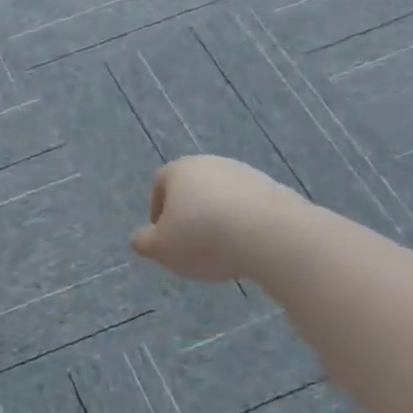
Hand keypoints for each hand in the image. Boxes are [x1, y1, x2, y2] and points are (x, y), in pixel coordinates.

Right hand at [130, 155, 304, 281]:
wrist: (271, 234)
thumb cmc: (203, 237)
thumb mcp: (161, 248)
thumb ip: (144, 243)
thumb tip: (139, 240)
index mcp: (178, 170)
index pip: (160, 184)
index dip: (158, 211)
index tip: (164, 236)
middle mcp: (210, 164)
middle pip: (193, 188)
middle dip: (190, 213)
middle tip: (192, 243)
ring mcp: (244, 173)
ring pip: (222, 196)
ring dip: (219, 217)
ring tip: (223, 249)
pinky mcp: (274, 189)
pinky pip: (250, 206)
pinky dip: (245, 222)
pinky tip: (248, 245)